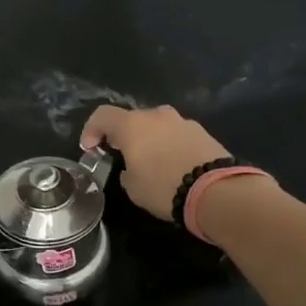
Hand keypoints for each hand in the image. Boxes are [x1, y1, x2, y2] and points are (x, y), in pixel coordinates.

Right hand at [80, 105, 229, 222]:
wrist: (216, 190)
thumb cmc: (163, 187)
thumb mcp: (133, 187)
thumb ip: (126, 171)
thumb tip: (132, 167)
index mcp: (133, 125)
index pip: (103, 115)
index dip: (91, 129)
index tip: (90, 148)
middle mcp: (157, 115)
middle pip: (132, 119)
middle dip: (124, 136)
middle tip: (122, 156)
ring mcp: (182, 121)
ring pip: (157, 126)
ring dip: (149, 140)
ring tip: (152, 163)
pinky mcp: (203, 132)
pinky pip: (177, 135)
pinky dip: (170, 145)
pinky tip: (174, 166)